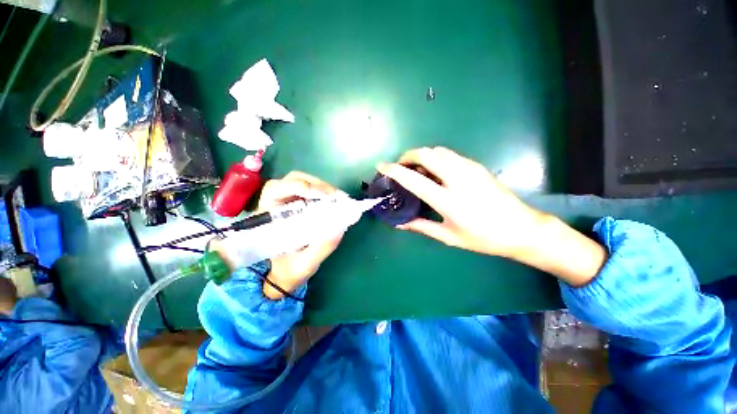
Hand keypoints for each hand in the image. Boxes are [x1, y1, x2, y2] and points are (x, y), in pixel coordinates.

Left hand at [257, 172, 343, 298]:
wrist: (286, 272)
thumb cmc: (290, 269)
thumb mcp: (304, 264)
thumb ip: (320, 248)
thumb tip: (339, 228)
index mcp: (267, 216)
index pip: (276, 189)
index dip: (298, 187)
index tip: (321, 196)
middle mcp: (276, 204)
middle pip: (292, 179)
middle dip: (315, 184)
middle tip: (335, 196)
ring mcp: (289, 202)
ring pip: (303, 181)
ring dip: (322, 187)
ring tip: (337, 199)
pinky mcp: (301, 203)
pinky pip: (312, 191)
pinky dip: (325, 193)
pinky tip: (335, 201)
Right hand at [378, 147, 606, 285]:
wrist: (521, 228)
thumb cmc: (483, 237)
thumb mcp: (449, 236)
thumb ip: (421, 226)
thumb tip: (400, 222)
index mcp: (448, 200)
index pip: (414, 179)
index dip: (394, 170)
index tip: (381, 166)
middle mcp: (457, 179)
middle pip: (426, 154)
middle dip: (408, 156)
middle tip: (401, 167)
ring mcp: (469, 168)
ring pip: (438, 151)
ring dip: (422, 155)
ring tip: (416, 169)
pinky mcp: (477, 166)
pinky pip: (449, 155)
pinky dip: (435, 158)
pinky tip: (435, 172)